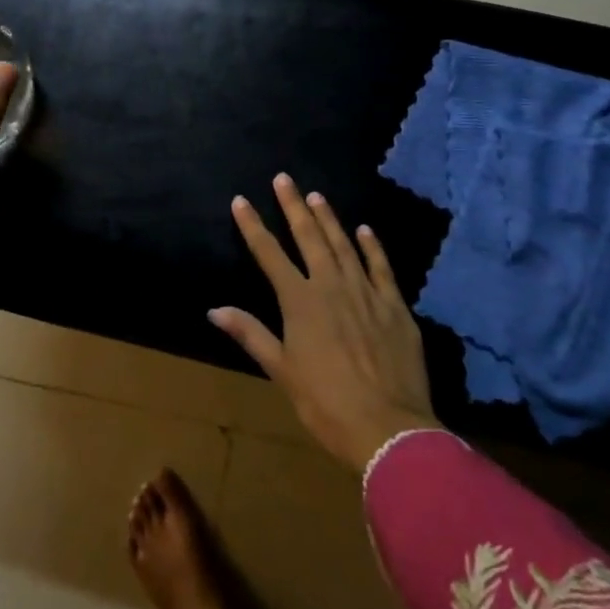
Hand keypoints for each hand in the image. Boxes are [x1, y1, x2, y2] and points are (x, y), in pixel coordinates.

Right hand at [213, 175, 439, 470]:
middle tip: (283, 178)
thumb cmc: (326, 403)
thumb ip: (251, 334)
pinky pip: (382, 268)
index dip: (253, 226)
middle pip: (309, 238)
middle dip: (293, 207)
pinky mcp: (395, 307)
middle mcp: (332, 287)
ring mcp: (367, 293)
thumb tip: (214, 309)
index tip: (241, 200)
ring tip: (316, 195)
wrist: (390, 430)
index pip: (269, 254)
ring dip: (329, 219)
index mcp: (300, 302)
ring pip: (344, 245)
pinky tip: (365, 230)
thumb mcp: (282, 371)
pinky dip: (372, 247)